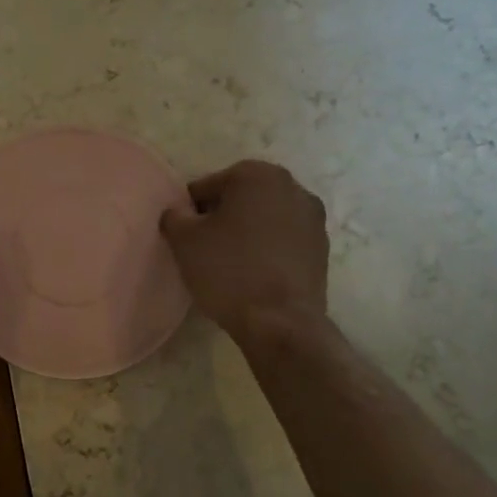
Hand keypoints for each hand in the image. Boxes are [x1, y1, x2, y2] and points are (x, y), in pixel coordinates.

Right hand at [161, 160, 329, 340]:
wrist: (280, 321)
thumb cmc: (228, 271)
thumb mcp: (184, 241)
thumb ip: (174, 217)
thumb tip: (178, 213)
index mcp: (257, 175)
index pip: (208, 186)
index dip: (190, 211)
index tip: (183, 235)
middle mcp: (291, 186)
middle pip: (241, 197)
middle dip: (221, 216)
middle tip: (203, 246)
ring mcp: (313, 217)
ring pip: (265, 217)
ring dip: (246, 231)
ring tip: (229, 261)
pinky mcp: (322, 247)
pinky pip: (284, 239)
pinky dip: (267, 248)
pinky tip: (253, 273)